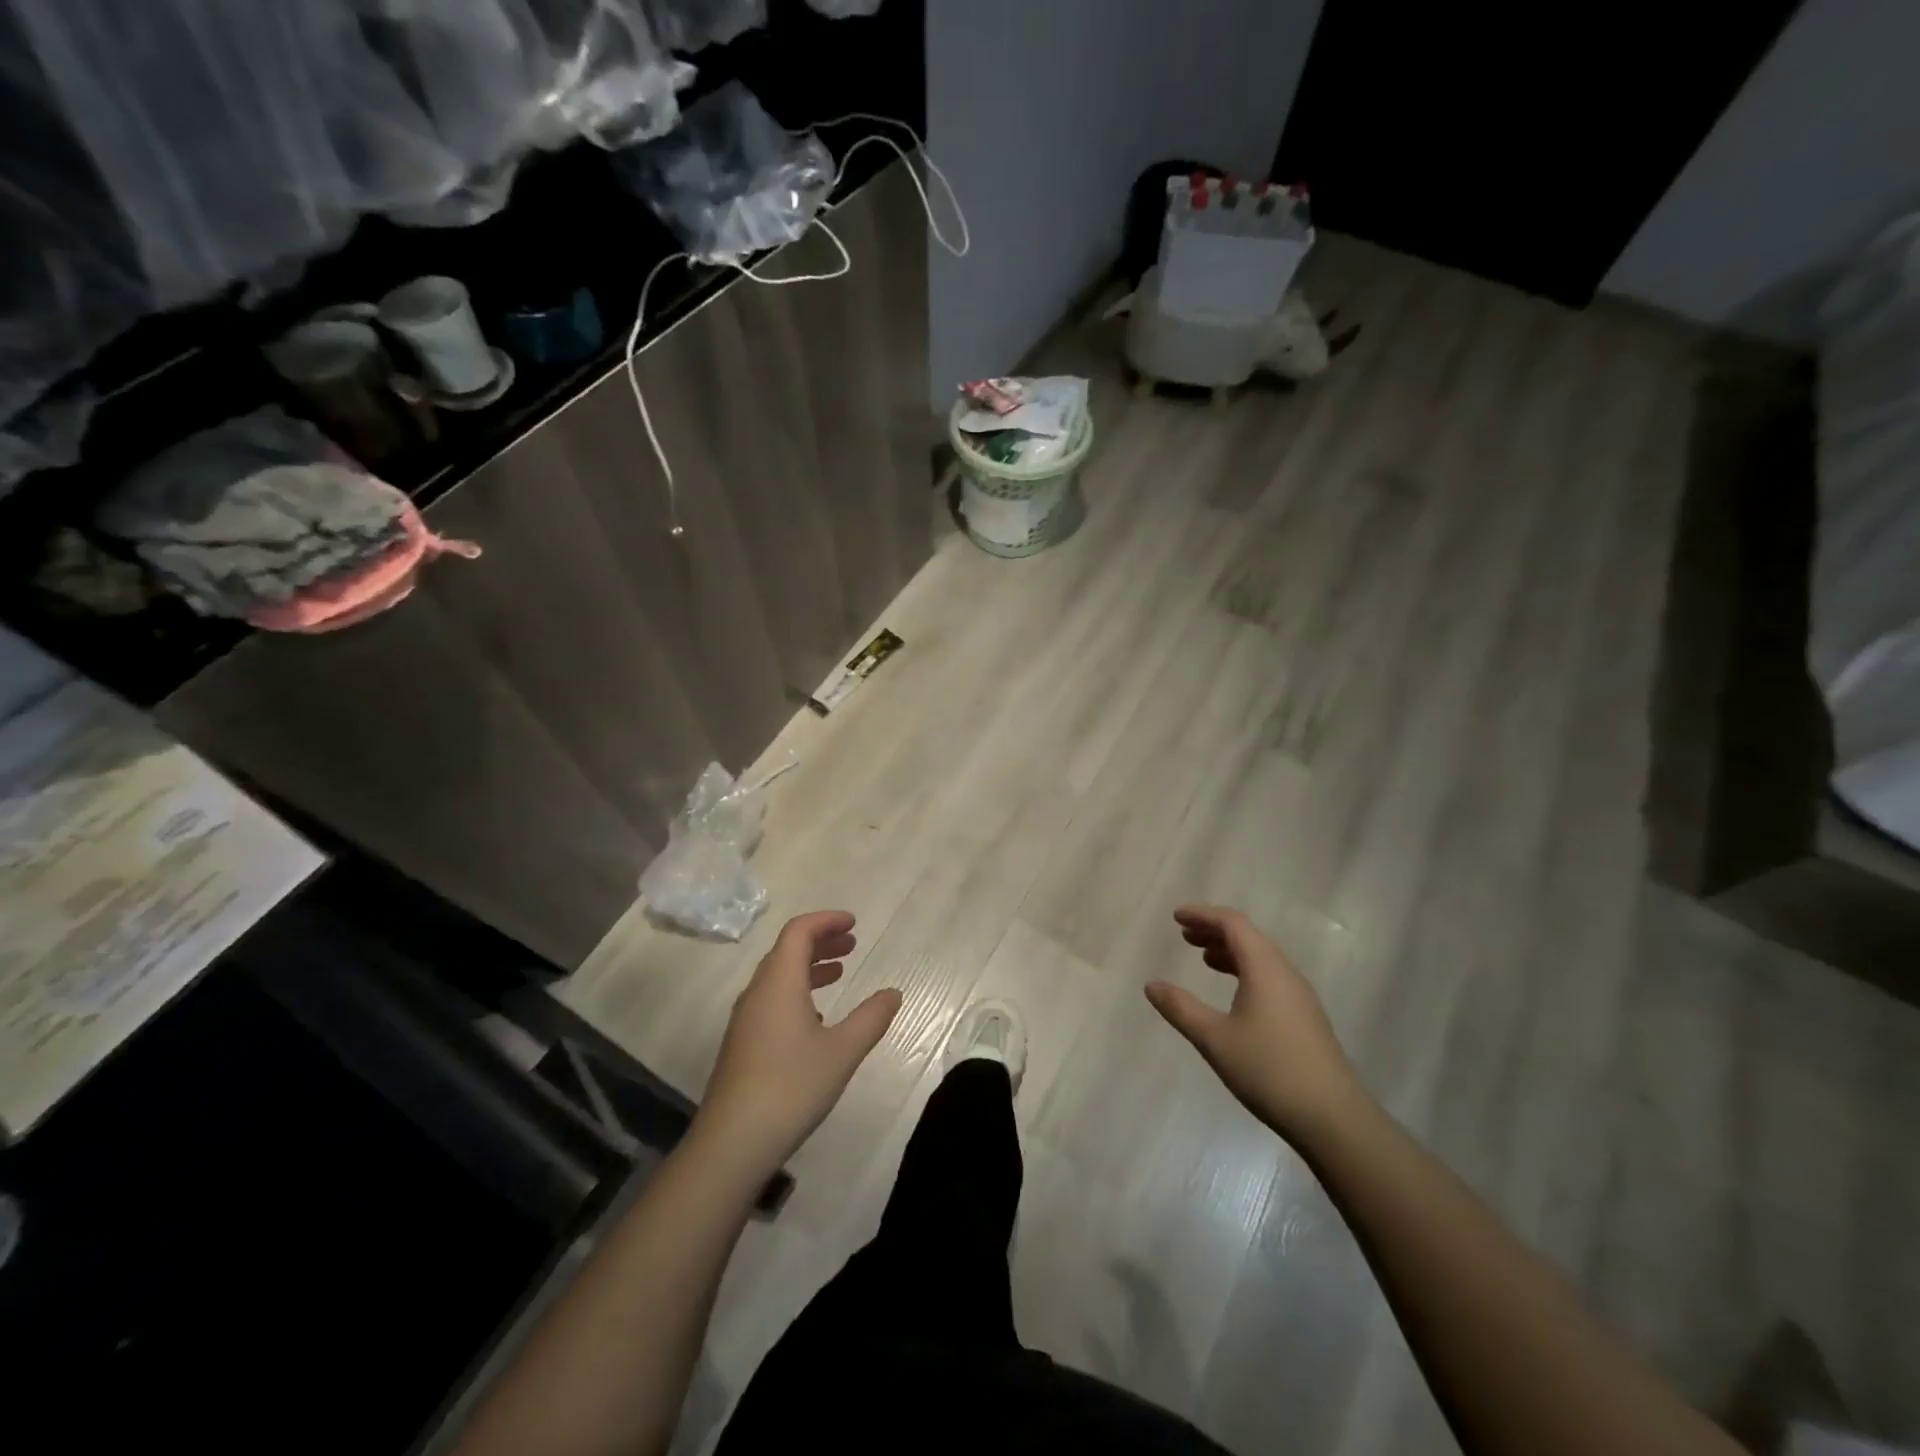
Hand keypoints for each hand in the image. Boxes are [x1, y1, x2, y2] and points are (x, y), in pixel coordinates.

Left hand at [695, 911, 901, 1175]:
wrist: (731, 1143)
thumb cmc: (790, 1087)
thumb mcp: (842, 1051)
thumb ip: (871, 1018)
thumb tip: (893, 993)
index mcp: (779, 983)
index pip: (799, 931)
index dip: (826, 921)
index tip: (854, 923)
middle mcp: (757, 993)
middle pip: (787, 950)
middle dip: (821, 941)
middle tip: (852, 944)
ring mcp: (746, 1019)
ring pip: (778, 976)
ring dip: (809, 966)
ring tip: (840, 972)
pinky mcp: (743, 1044)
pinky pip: (772, 999)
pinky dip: (797, 991)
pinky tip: (816, 1016)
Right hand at [1146, 904, 1366, 1142]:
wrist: (1334, 1119)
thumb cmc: (1269, 1070)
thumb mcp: (1215, 1039)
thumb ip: (1181, 1008)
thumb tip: (1151, 984)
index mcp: (1264, 968)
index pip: (1233, 923)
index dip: (1203, 915)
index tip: (1176, 916)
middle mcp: (1285, 973)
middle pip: (1248, 937)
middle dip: (1215, 931)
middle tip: (1185, 935)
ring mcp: (1299, 996)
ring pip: (1261, 958)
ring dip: (1230, 951)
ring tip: (1204, 959)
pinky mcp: (1305, 1017)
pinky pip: (1270, 977)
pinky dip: (1245, 971)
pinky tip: (1233, 994)